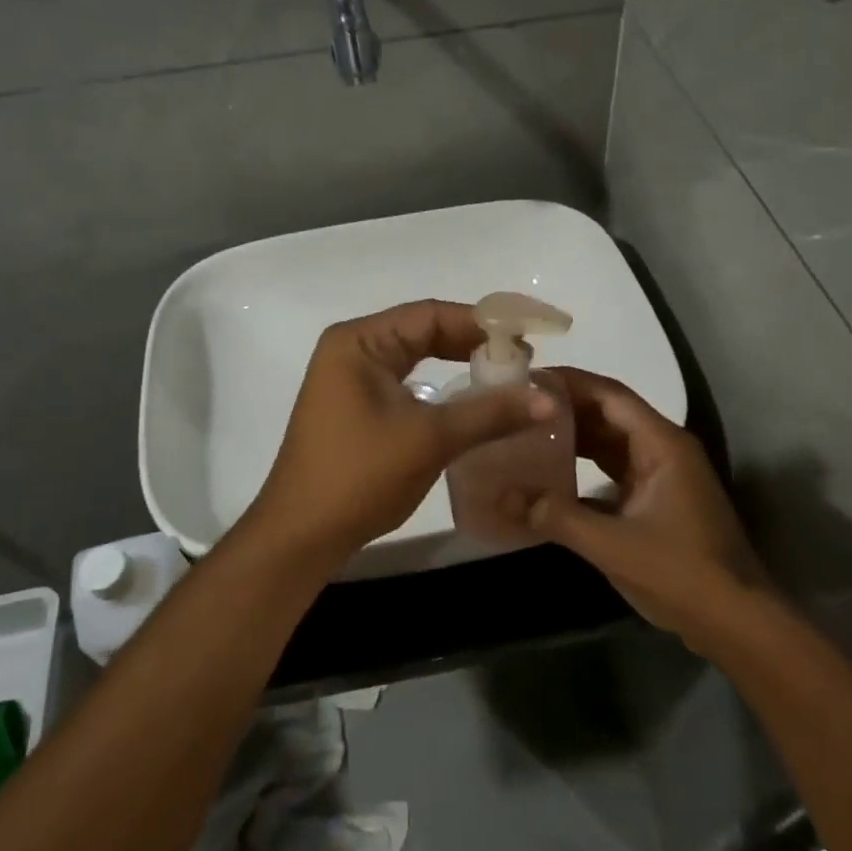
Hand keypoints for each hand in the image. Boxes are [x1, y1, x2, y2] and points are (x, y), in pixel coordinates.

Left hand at [248, 300, 555, 564]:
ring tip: (506, 376)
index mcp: (359, 341)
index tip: (528, 337)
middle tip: (524, 359)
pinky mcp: (356, 406)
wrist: (301, 536)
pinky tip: (470, 401)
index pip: (430, 314)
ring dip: (459, 364)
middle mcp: (352, 349)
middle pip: (423, 331)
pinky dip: (440, 387)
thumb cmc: (359, 476)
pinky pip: (406, 382)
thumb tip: (549, 399)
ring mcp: (351, 379)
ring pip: (416, 357)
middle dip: (473, 343)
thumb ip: (490, 413)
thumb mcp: (430, 439)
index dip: (482, 323)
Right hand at [526, 368, 768, 649]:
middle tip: (518, 405)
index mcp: (661, 444)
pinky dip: (585, 465)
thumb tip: (501, 496)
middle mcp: (663, 449)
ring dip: (574, 435)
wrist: (737, 623)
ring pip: (611, 441)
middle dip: (566, 407)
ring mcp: (663, 474)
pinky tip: (552, 473)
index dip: (569, 382)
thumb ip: (556, 517)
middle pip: (609, 413)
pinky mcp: (657, 499)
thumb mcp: (613, 545)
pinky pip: (615, 468)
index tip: (527, 378)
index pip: (610, 395)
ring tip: (527, 431)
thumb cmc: (681, 573)